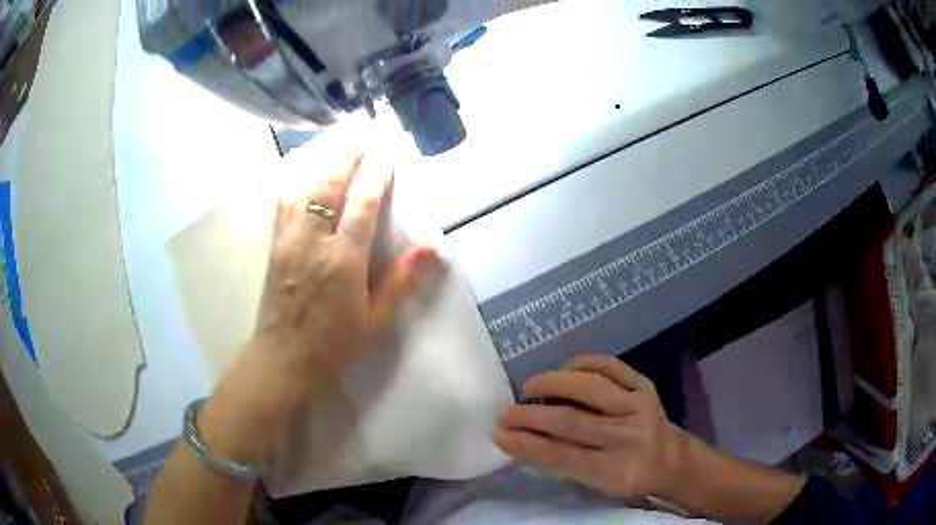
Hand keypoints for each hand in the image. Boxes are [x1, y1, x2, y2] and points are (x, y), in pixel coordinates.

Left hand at [253, 154, 439, 390]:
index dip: (375, 178)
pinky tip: (300, 167)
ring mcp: (289, 240)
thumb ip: (402, 282)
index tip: (385, 156)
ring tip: (332, 141)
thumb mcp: (377, 321)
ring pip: (303, 187)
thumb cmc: (335, 343)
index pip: (361, 206)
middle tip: (359, 135)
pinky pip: (283, 202)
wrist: (284, 357)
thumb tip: (433, 249)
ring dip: (319, 161)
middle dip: (345, 157)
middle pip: (328, 187)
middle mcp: (313, 242)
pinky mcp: (275, 244)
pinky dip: (294, 178)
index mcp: (343, 261)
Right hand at [494, 355, 686, 499]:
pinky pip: (611, 366)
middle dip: (532, 415)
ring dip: (553, 383)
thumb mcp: (598, 484)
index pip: (564, 456)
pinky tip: (564, 368)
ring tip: (529, 386)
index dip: (528, 445)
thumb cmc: (627, 477)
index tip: (499, 435)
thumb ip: (565, 463)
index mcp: (617, 471)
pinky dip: (584, 363)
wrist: (672, 459)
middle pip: (573, 421)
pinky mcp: (646, 385)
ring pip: (590, 388)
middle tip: (506, 412)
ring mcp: (640, 406)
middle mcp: (630, 436)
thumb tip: (521, 440)